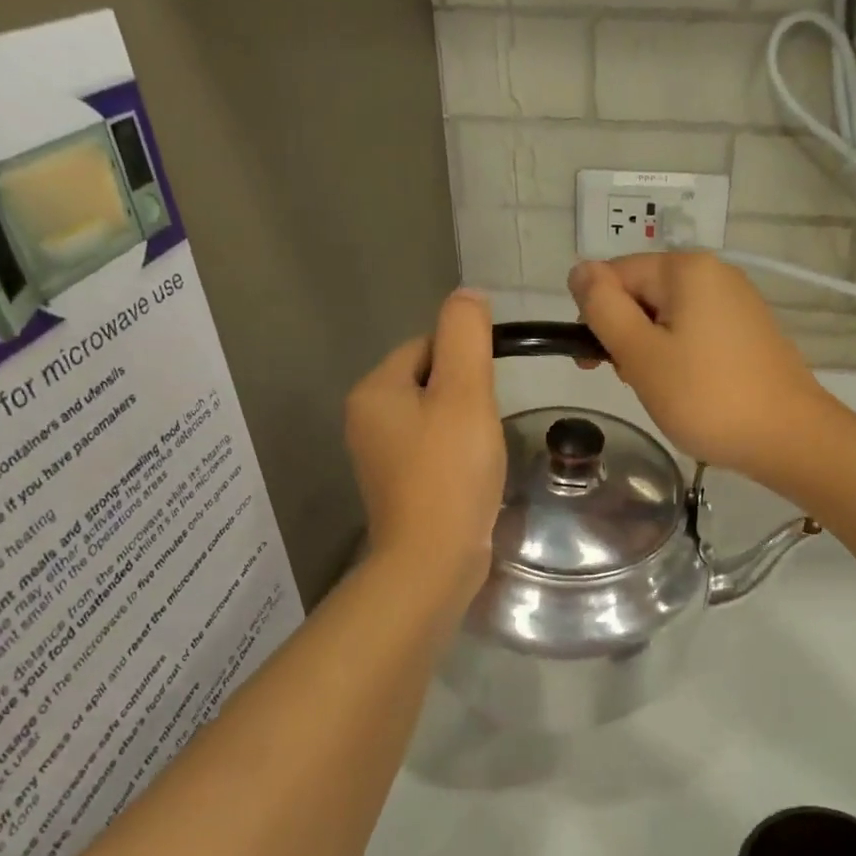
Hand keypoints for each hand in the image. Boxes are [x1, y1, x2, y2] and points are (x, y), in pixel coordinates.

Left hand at [345, 290, 504, 600]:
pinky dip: (454, 455)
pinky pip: (431, 452)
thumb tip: (467, 295)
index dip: (464, 359)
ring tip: (483, 451)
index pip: (424, 346)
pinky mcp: (398, 488)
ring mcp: (379, 458)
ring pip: (432, 419)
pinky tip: (472, 475)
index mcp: (375, 391)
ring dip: (462, 426)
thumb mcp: (464, 393)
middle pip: (428, 382)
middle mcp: (366, 420)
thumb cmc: (450, 471)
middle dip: (464, 395)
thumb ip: (466, 336)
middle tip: (488, 423)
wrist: (432, 560)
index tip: (490, 389)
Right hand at [568, 254, 833, 477]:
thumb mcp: (640, 354)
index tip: (595, 362)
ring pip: (668, 317)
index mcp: (686, 269)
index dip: (596, 316)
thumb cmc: (706, 397)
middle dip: (625, 334)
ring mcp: (737, 302)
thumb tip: (578, 269)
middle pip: (642, 293)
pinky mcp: (749, 331)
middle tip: (630, 380)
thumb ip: (603, 308)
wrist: (789, 438)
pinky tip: (687, 389)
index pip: (614, 274)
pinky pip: (696, 332)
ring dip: (650, 350)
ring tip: (661, 390)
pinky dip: (680, 357)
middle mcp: (715, 273)